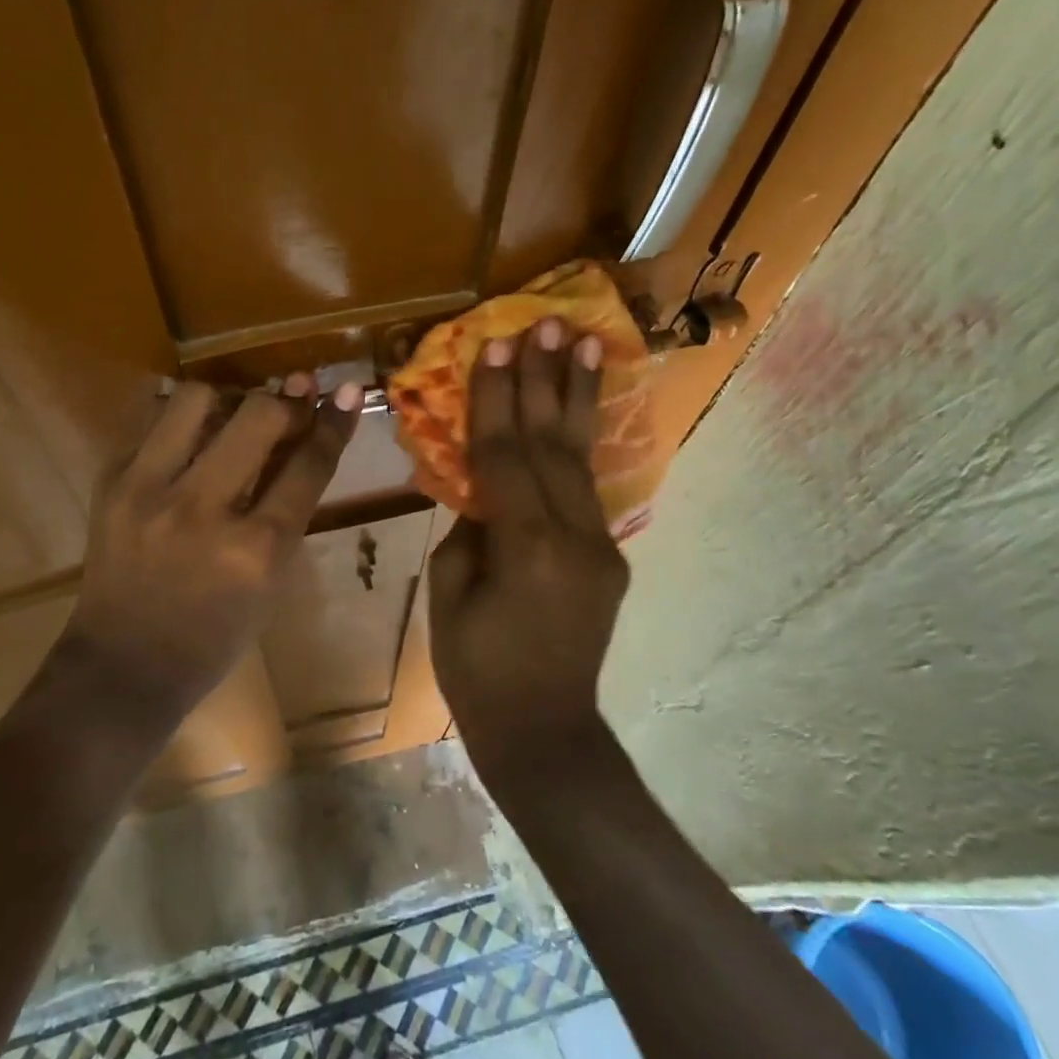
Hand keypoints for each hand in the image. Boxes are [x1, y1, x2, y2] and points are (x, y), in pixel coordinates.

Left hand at [62, 374, 360, 729]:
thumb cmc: (216, 635)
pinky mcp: (111, 483)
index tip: (347, 392)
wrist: (126, 664)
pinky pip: (153, 420)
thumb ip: (288, 509)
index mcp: (255, 550)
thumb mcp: (271, 580)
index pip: (307, 465)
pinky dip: (182, 420)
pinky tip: (193, 436)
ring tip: (234, 415)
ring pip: (197, 399)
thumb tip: (303, 437)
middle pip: (258, 416)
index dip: (334, 422)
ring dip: (228, 398)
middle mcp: (202, 511)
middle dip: (286, 401)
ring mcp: (148, 491)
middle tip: (292, 402)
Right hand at [429, 319, 628, 772]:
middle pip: (551, 443)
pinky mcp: (608, 556)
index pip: (505, 455)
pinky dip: (579, 442)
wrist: (545, 734)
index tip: (494, 345)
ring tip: (585, 341)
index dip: (495, 398)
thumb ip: (470, 531)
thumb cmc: (477, 672)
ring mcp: (600, 545)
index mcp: (525, 547)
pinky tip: (579, 408)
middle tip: (547, 324)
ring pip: (581, 457)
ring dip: (577, 396)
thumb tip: (485, 492)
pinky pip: (588, 488)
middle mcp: (572, 536)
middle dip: (544, 379)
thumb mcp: (450, 596)